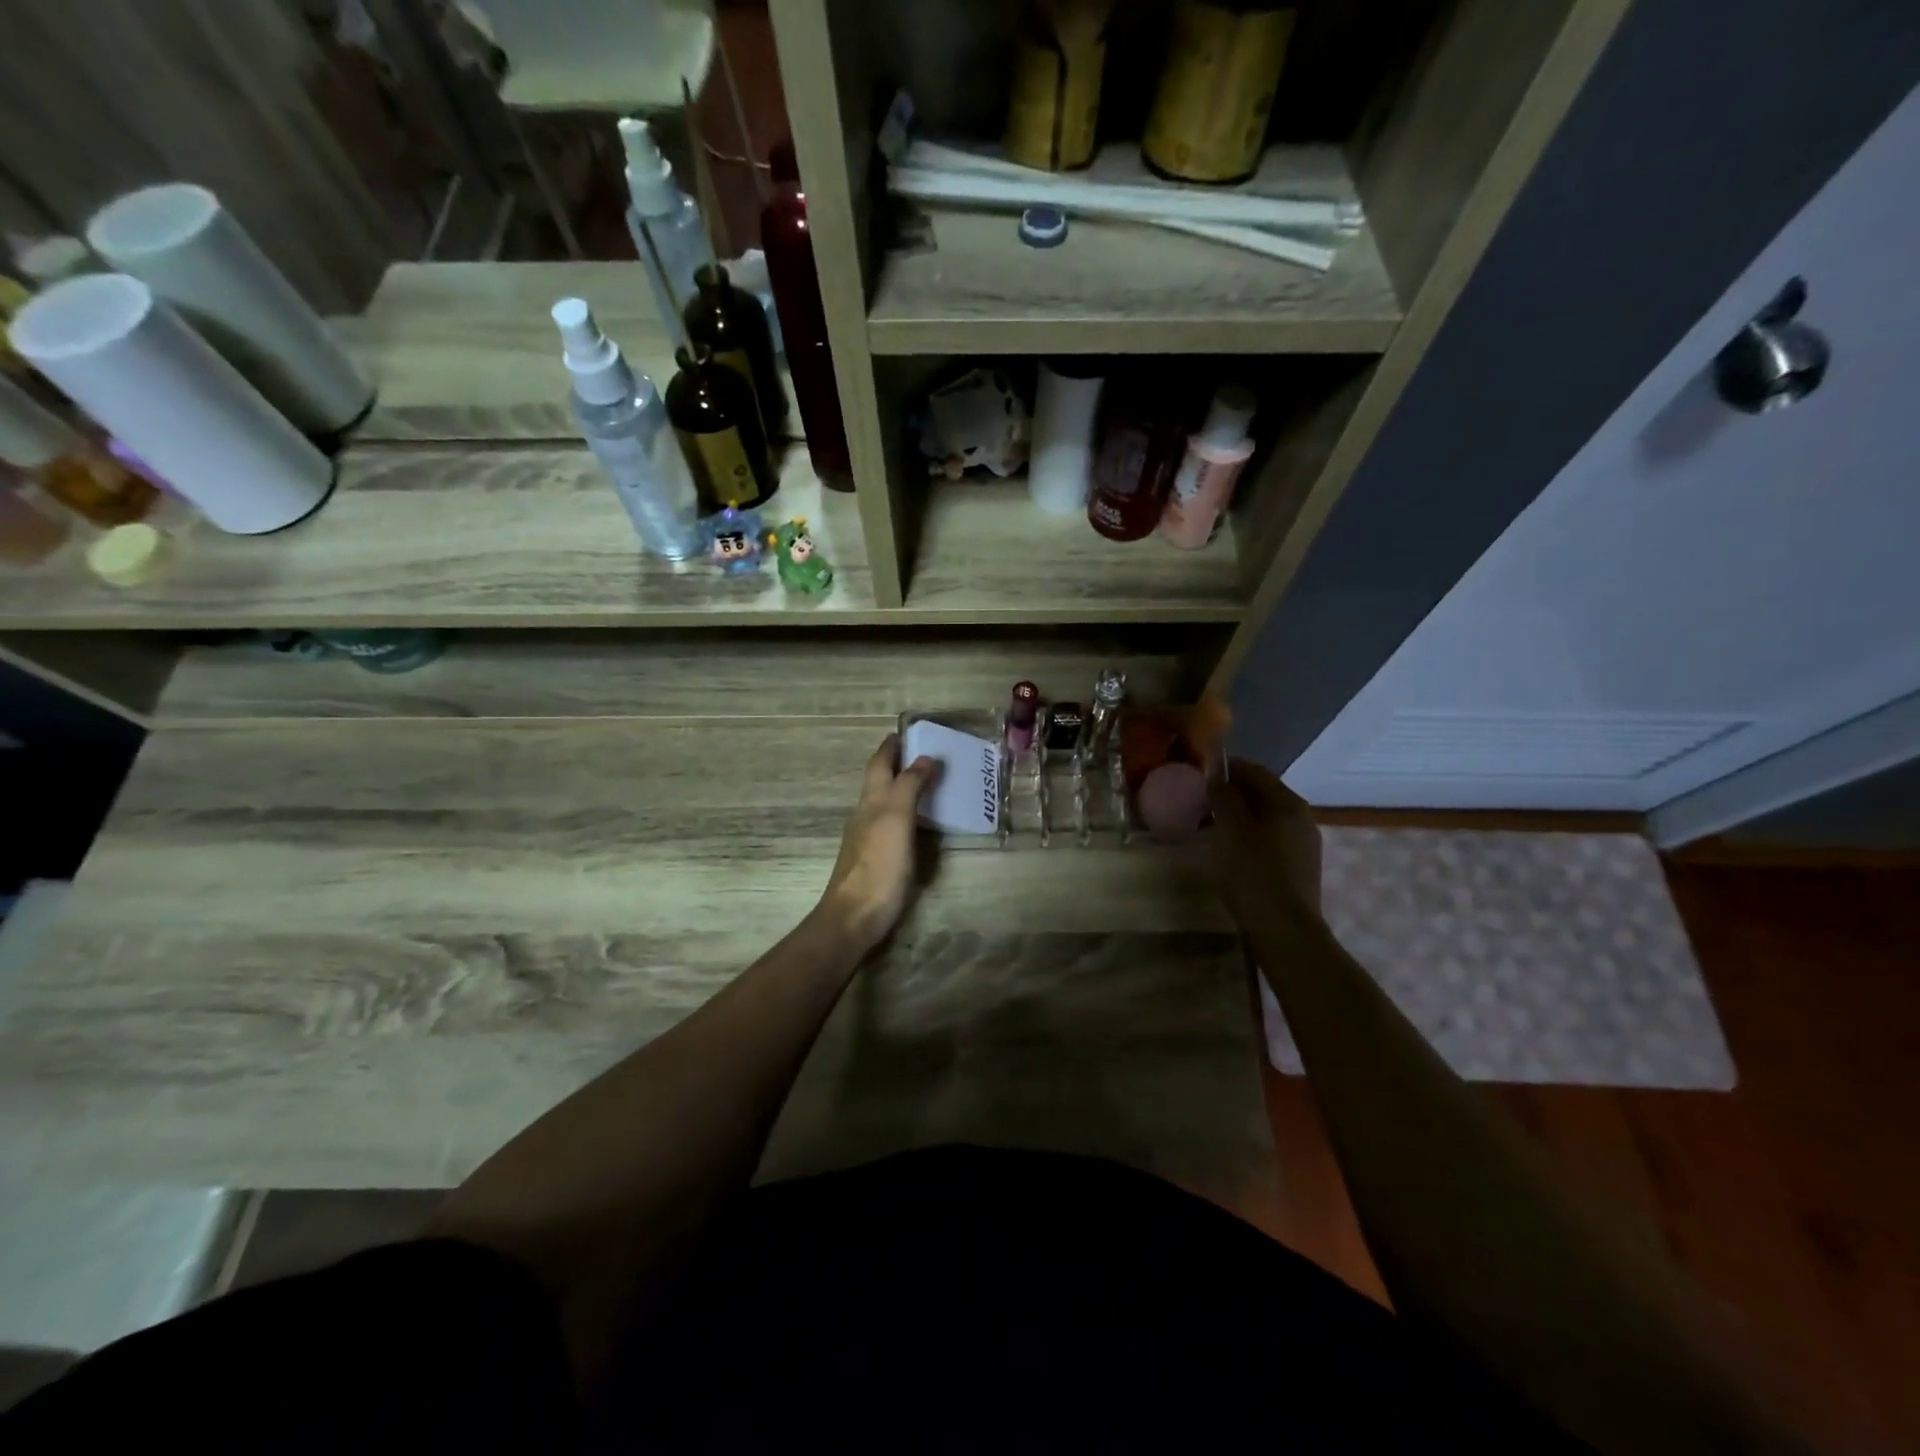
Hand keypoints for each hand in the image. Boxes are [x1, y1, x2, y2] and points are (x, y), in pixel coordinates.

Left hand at [818, 734, 938, 953]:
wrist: (856, 916)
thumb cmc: (878, 864)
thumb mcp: (896, 818)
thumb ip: (909, 786)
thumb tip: (924, 757)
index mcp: (871, 801)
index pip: (879, 764)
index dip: (891, 747)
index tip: (907, 731)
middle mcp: (867, 815)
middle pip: (881, 782)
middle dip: (899, 765)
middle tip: (927, 754)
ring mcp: (869, 839)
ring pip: (886, 803)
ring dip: (904, 789)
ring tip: (931, 783)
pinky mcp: (878, 860)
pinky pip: (894, 826)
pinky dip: (908, 815)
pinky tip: (922, 823)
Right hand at [1207, 759, 1322, 926]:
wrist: (1284, 931)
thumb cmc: (1253, 873)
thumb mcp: (1230, 830)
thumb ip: (1223, 797)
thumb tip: (1217, 776)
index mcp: (1288, 803)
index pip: (1255, 771)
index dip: (1227, 767)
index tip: (1200, 772)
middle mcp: (1302, 818)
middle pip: (1263, 794)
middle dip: (1232, 793)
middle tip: (1200, 800)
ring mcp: (1303, 845)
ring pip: (1266, 818)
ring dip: (1239, 816)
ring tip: (1209, 826)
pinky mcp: (1298, 868)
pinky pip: (1270, 839)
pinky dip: (1248, 836)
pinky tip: (1229, 850)